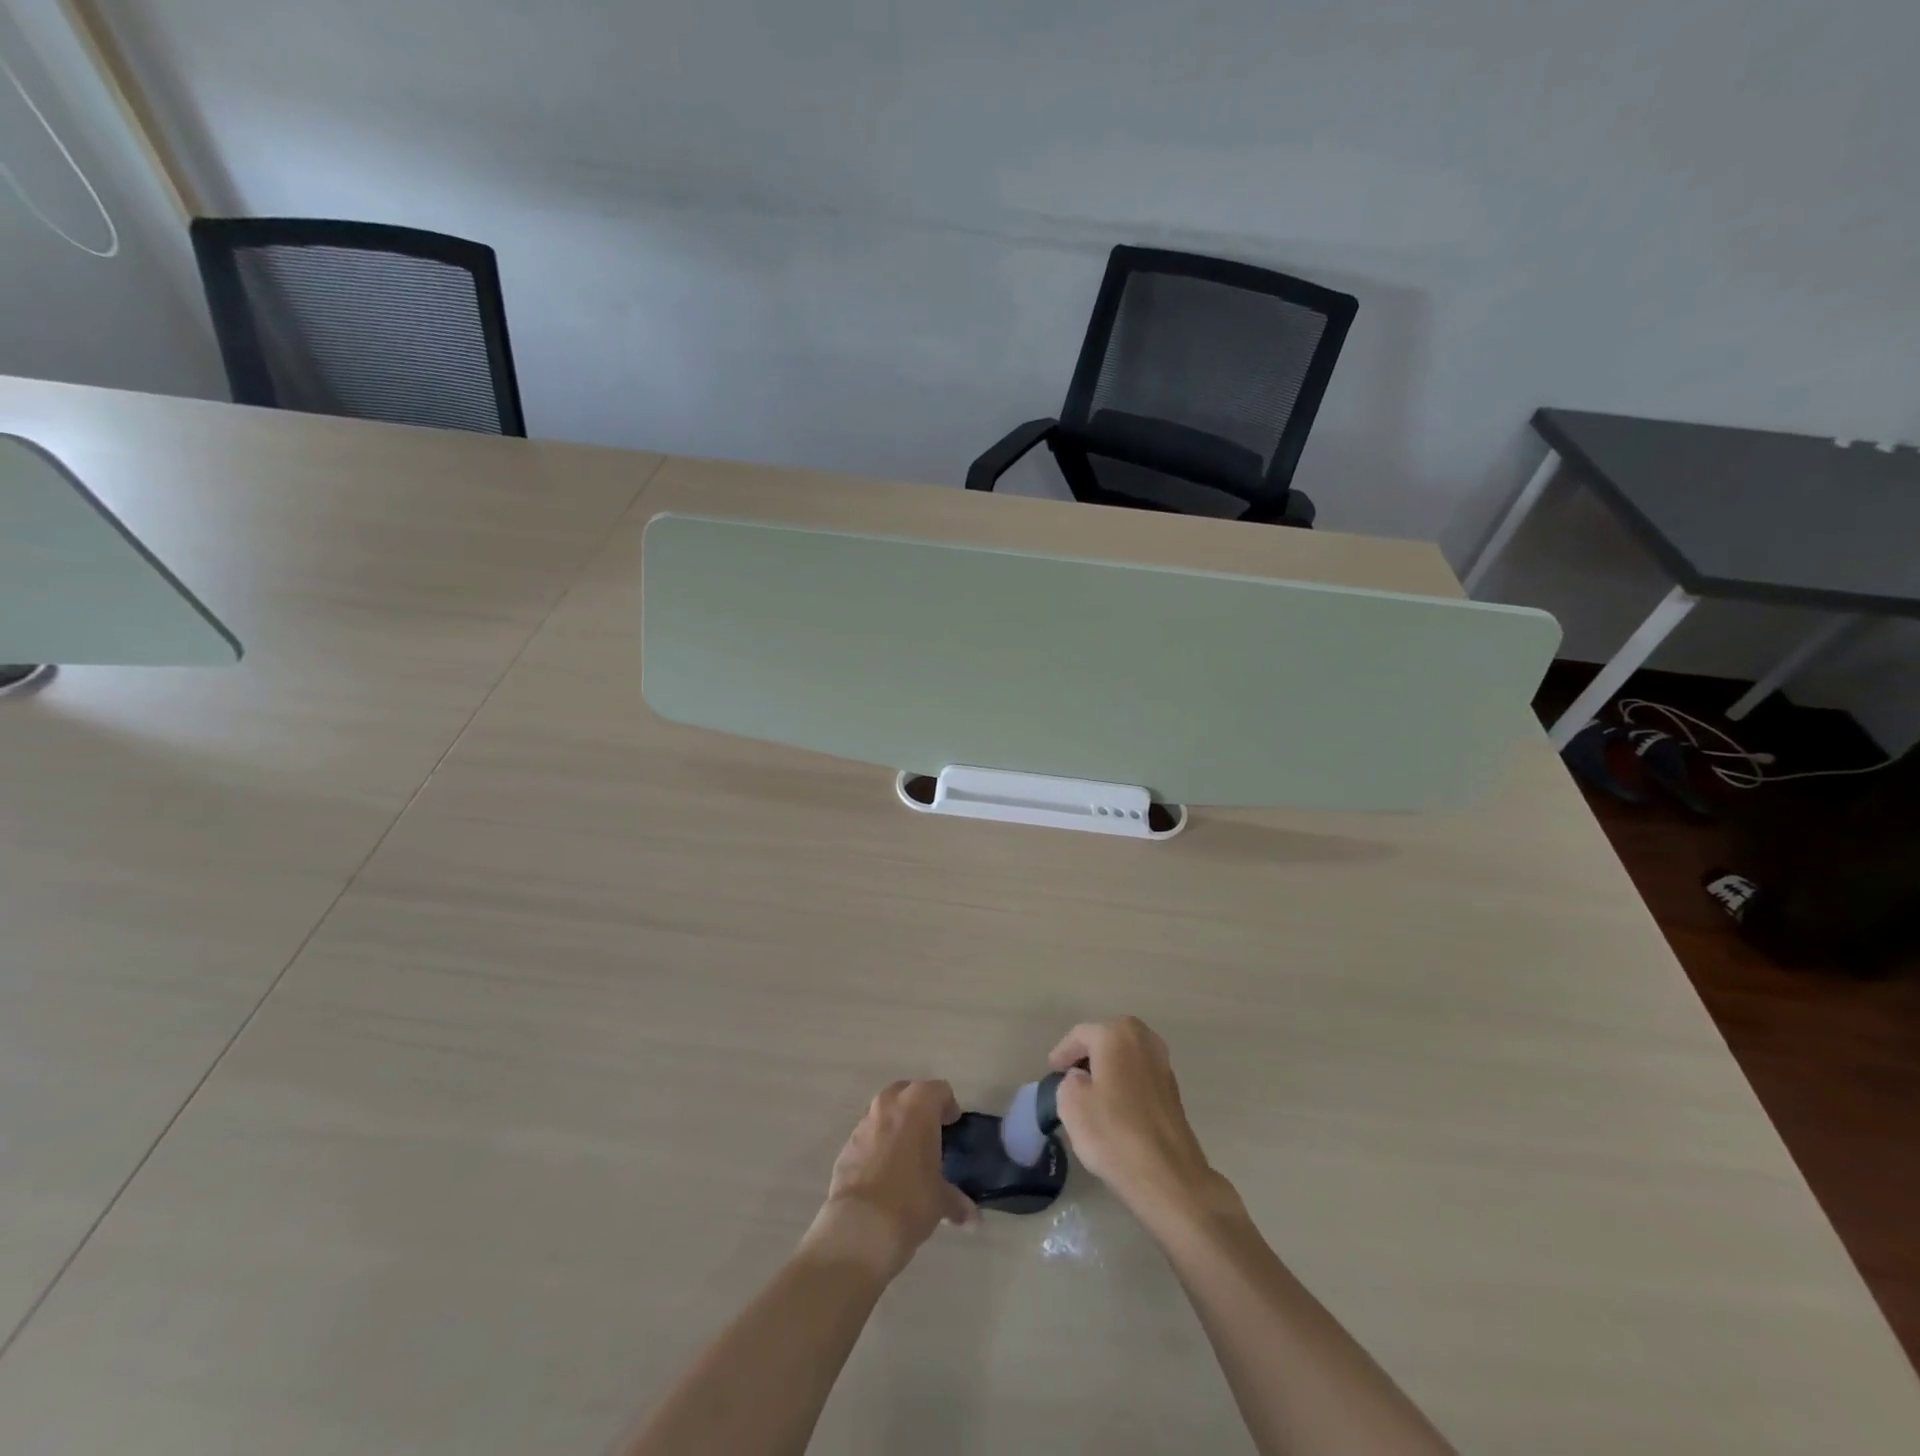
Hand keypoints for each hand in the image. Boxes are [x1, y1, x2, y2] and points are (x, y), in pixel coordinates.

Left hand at [802, 1080, 976, 1280]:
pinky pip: (868, 1136)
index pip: (940, 1090)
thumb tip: (972, 1218)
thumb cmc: (911, 1199)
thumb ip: (957, 1202)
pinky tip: (883, 1172)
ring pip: (884, 1112)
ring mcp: (864, 1122)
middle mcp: (889, 1104)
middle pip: (908, 1092)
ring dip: (896, 1125)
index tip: (953, 1125)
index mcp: (918, 1104)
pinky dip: (877, 1144)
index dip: (949, 1106)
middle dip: (919, 1108)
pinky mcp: (846, 1145)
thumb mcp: (941, 1201)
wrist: (860, 1225)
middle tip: (930, 1133)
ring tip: (906, 1154)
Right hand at [1048, 1017, 1233, 1225]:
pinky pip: (1138, 1076)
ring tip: (1090, 1093)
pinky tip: (1114, 1107)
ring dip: (1107, 1070)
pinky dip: (1124, 1084)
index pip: (1079, 1036)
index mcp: (1117, 1034)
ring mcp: (1163, 1063)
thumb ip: (1068, 1080)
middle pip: (1105, 1041)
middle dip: (1086, 1057)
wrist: (1168, 1177)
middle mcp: (1144, 1039)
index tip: (1051, 1072)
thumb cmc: (1113, 1133)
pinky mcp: (1173, 1090)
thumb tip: (1081, 1079)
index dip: (1062, 1054)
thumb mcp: (1070, 1103)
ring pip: (1124, 1058)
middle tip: (1069, 1078)